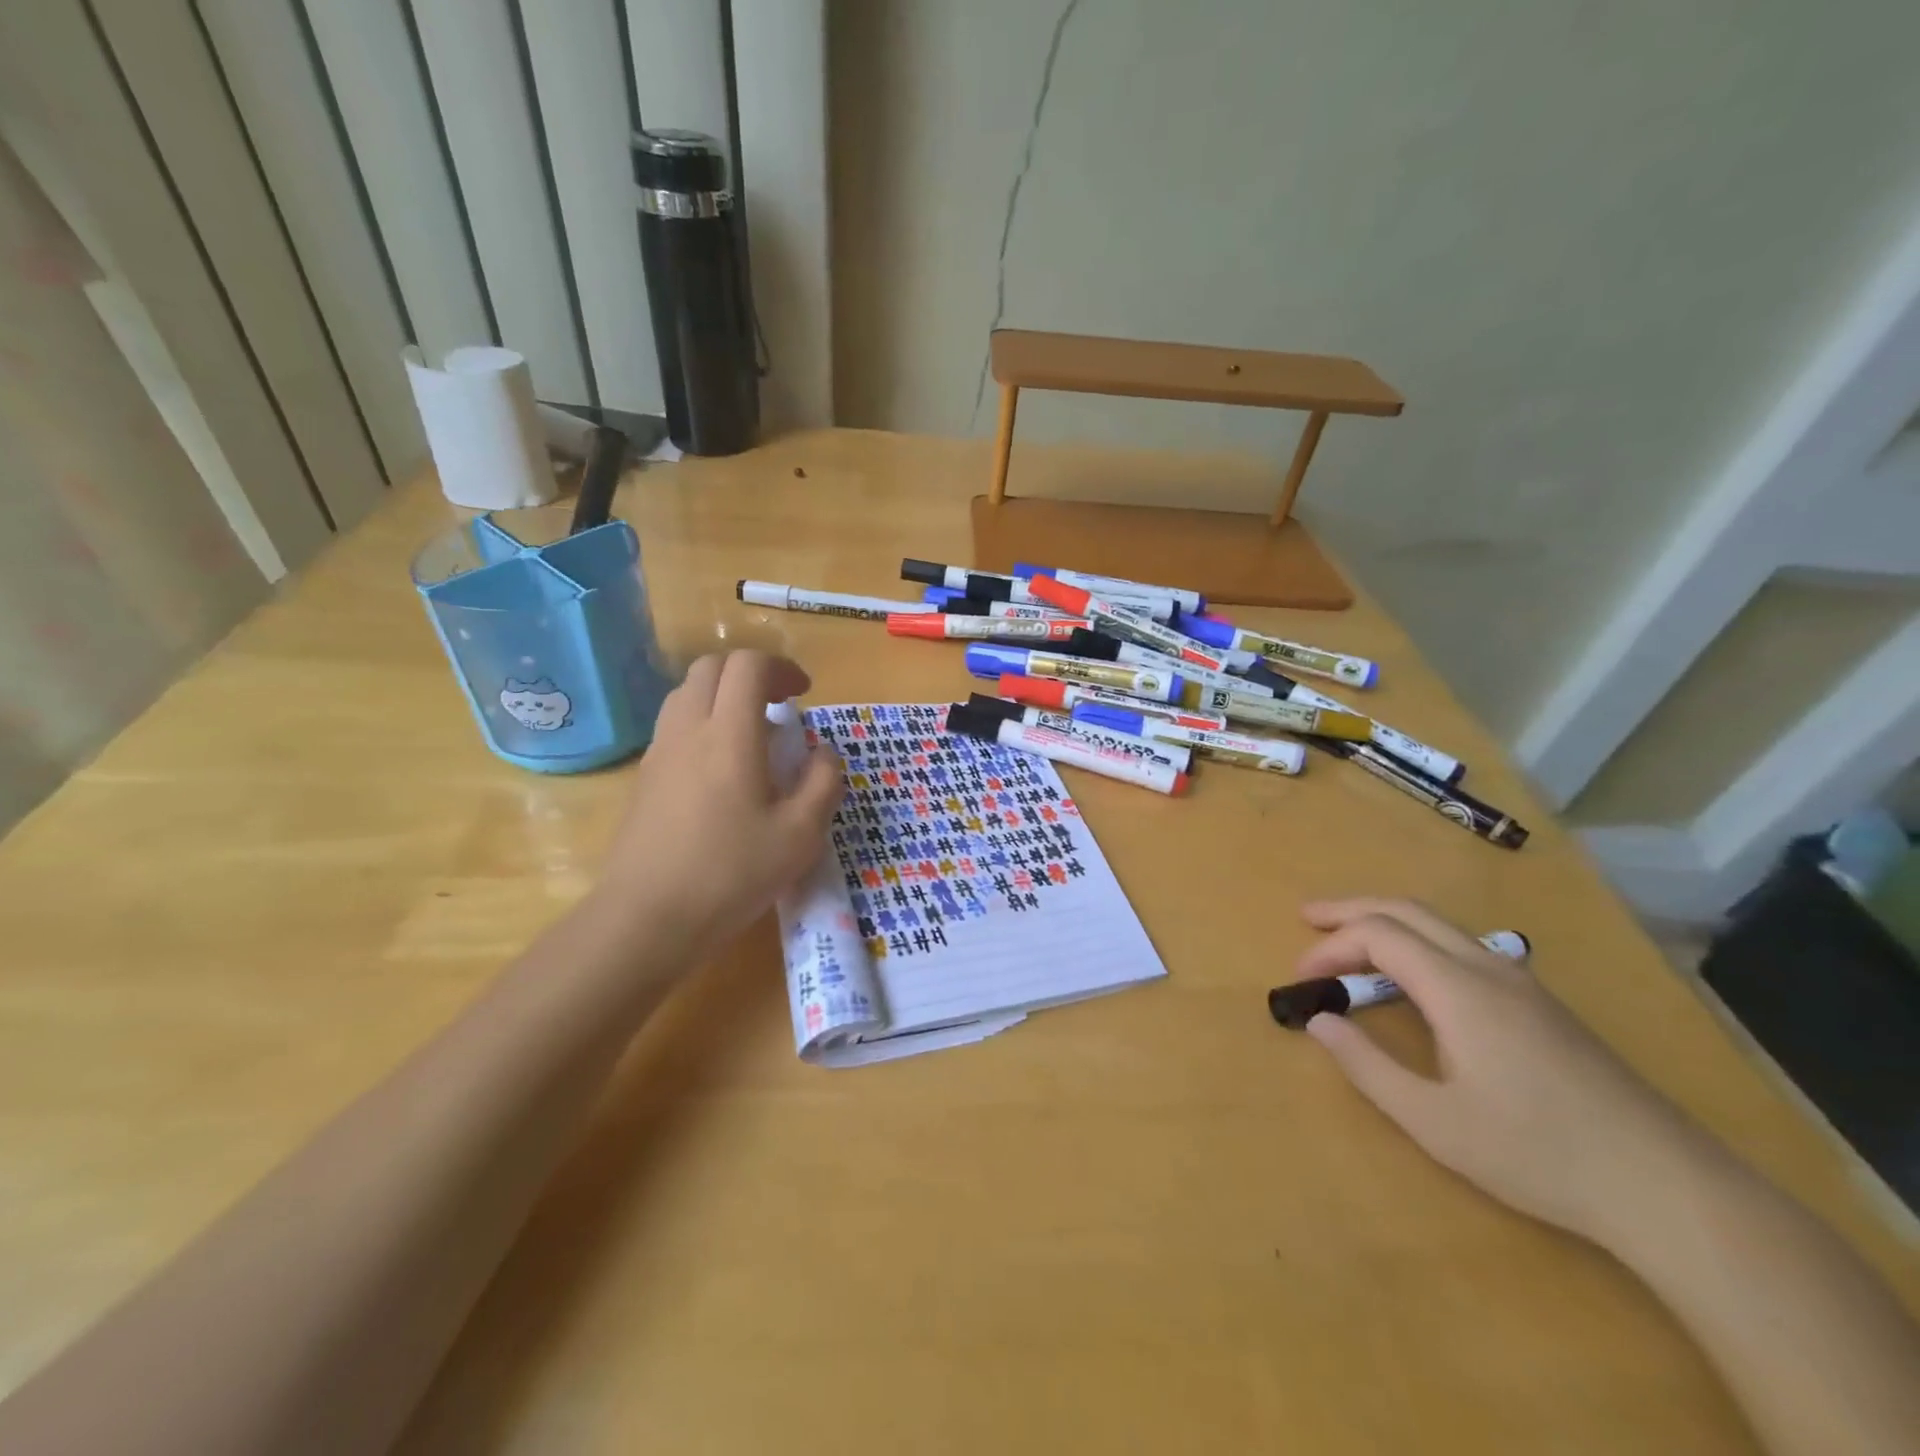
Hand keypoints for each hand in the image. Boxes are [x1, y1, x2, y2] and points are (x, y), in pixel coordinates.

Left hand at [593, 651, 842, 953]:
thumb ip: (823, 783)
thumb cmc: (731, 874)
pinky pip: (674, 725)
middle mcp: (688, 729)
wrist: (647, 918)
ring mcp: (659, 752)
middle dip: (750, 674)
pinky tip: (722, 770)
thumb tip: (823, 753)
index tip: (803, 694)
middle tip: (779, 706)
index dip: (781, 668)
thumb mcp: (800, 835)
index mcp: (729, 734)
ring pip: (687, 693)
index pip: (748, 665)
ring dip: (723, 696)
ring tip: (752, 735)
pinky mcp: (644, 777)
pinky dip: (703, 723)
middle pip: (712, 668)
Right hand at [1292, 899, 1709, 1246]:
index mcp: (1459, 989)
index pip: (1379, 936)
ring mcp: (1521, 983)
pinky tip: (1412, 978)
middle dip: (1351, 909)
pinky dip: (1418, 942)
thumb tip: (1318, 1021)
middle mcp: (1488, 968)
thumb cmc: (1538, 1153)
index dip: (1331, 946)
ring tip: (1349, 942)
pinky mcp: (1541, 1005)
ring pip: (1440, 925)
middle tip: (1307, 919)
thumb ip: (1367, 1067)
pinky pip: (1463, 947)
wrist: (1668, 1187)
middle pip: (1408, 911)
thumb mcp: (1434, 1122)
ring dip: (1386, 922)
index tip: (1301, 978)